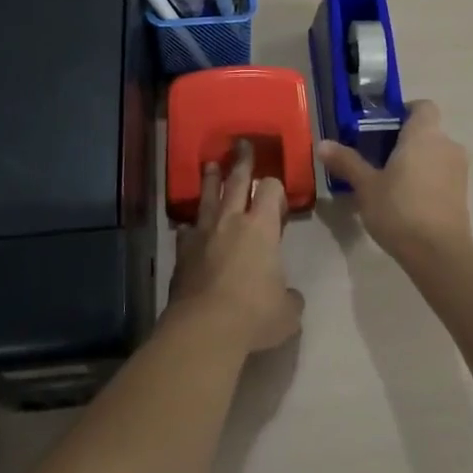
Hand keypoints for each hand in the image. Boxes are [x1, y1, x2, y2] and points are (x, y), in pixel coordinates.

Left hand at [168, 141, 304, 352]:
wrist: (204, 328)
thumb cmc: (254, 314)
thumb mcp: (287, 312)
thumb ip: (290, 298)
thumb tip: (290, 297)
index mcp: (261, 227)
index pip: (270, 189)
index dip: (275, 187)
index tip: (277, 195)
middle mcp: (231, 221)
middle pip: (236, 181)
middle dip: (242, 162)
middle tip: (241, 144)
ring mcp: (203, 234)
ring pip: (207, 198)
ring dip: (211, 180)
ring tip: (211, 165)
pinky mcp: (182, 253)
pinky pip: (187, 231)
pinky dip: (191, 226)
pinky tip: (189, 227)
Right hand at [317, 101, 470, 266]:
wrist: (439, 254)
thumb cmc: (399, 210)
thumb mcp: (366, 186)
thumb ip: (346, 161)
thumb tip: (322, 144)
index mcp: (424, 134)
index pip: (422, 106)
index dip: (404, 112)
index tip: (382, 127)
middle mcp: (447, 145)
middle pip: (426, 131)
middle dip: (404, 140)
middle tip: (376, 157)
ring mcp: (459, 170)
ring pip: (435, 154)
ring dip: (416, 161)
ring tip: (390, 182)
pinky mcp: (463, 193)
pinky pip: (442, 174)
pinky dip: (427, 179)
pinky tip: (407, 201)